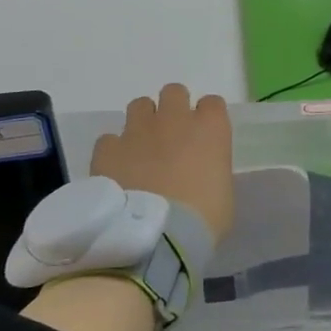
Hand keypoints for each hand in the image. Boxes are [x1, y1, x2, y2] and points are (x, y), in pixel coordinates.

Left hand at [91, 83, 234, 243]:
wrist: (156, 238)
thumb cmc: (203, 221)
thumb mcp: (222, 194)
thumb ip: (210, 171)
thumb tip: (198, 173)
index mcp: (210, 129)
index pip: (212, 104)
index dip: (207, 119)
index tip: (204, 138)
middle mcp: (174, 120)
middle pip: (174, 92)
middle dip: (172, 109)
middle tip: (171, 137)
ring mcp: (138, 131)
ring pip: (139, 105)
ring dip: (143, 122)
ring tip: (141, 150)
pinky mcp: (108, 149)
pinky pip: (109, 139)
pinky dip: (114, 151)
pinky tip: (116, 171)